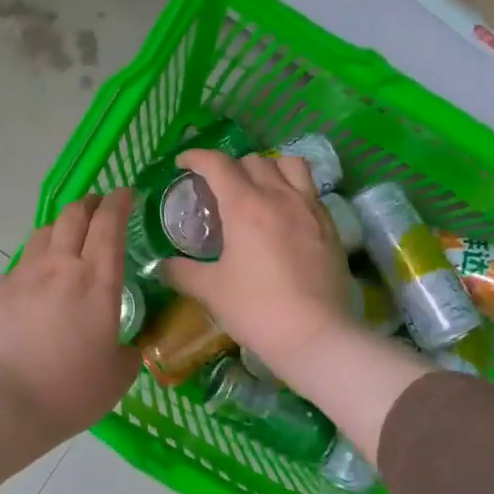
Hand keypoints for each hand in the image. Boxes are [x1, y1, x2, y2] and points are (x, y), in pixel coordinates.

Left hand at [0, 189, 139, 449]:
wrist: (1, 403)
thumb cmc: (70, 390)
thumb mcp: (117, 376)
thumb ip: (128, 352)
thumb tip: (127, 346)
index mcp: (97, 281)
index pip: (109, 224)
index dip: (119, 202)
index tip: (126, 193)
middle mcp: (60, 267)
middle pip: (73, 215)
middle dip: (89, 203)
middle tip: (98, 207)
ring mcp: (22, 276)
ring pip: (42, 233)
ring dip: (60, 227)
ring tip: (66, 238)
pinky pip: (19, 264)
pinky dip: (34, 261)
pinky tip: (35, 281)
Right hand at [162, 150, 353, 374]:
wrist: (315, 335)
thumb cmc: (256, 309)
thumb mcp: (212, 291)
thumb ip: (183, 273)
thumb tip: (162, 267)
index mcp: (245, 206)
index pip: (217, 164)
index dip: (196, 157)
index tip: (184, 163)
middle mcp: (279, 196)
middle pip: (253, 161)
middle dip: (231, 167)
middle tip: (219, 189)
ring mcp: (309, 208)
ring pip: (290, 165)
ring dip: (269, 168)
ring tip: (259, 188)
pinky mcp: (330, 226)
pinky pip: (310, 191)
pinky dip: (293, 190)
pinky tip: (285, 216)